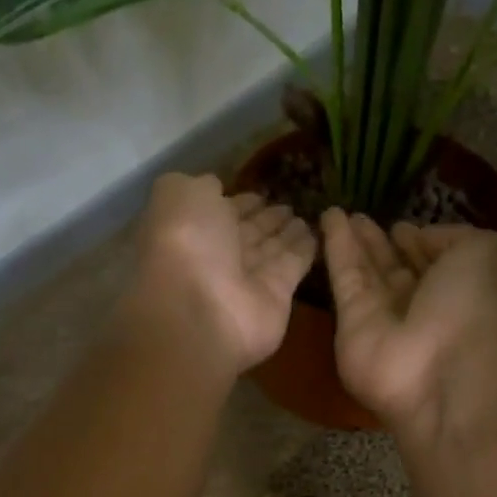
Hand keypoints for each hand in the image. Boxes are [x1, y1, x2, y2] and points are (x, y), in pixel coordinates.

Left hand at [122, 173, 315, 374]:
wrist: (202, 311)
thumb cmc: (186, 245)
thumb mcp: (179, 195)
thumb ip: (198, 186)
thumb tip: (216, 185)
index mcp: (191, 232)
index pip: (220, 213)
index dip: (239, 202)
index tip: (260, 192)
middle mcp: (218, 257)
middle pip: (247, 233)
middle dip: (265, 218)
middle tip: (289, 203)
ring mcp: (247, 280)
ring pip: (271, 249)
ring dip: (287, 232)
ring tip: (305, 213)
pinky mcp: (277, 296)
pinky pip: (293, 266)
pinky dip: (305, 249)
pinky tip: (318, 230)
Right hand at [320, 210, 496, 437]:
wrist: (440, 374)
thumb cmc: (474, 309)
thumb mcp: (488, 252)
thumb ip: (455, 237)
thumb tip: (418, 239)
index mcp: (462, 290)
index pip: (437, 262)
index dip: (420, 242)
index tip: (402, 225)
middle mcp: (424, 306)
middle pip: (397, 269)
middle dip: (381, 244)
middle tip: (360, 216)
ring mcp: (386, 318)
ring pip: (367, 272)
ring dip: (355, 242)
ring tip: (338, 212)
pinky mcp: (351, 325)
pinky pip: (345, 278)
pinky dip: (336, 248)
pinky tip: (328, 218)